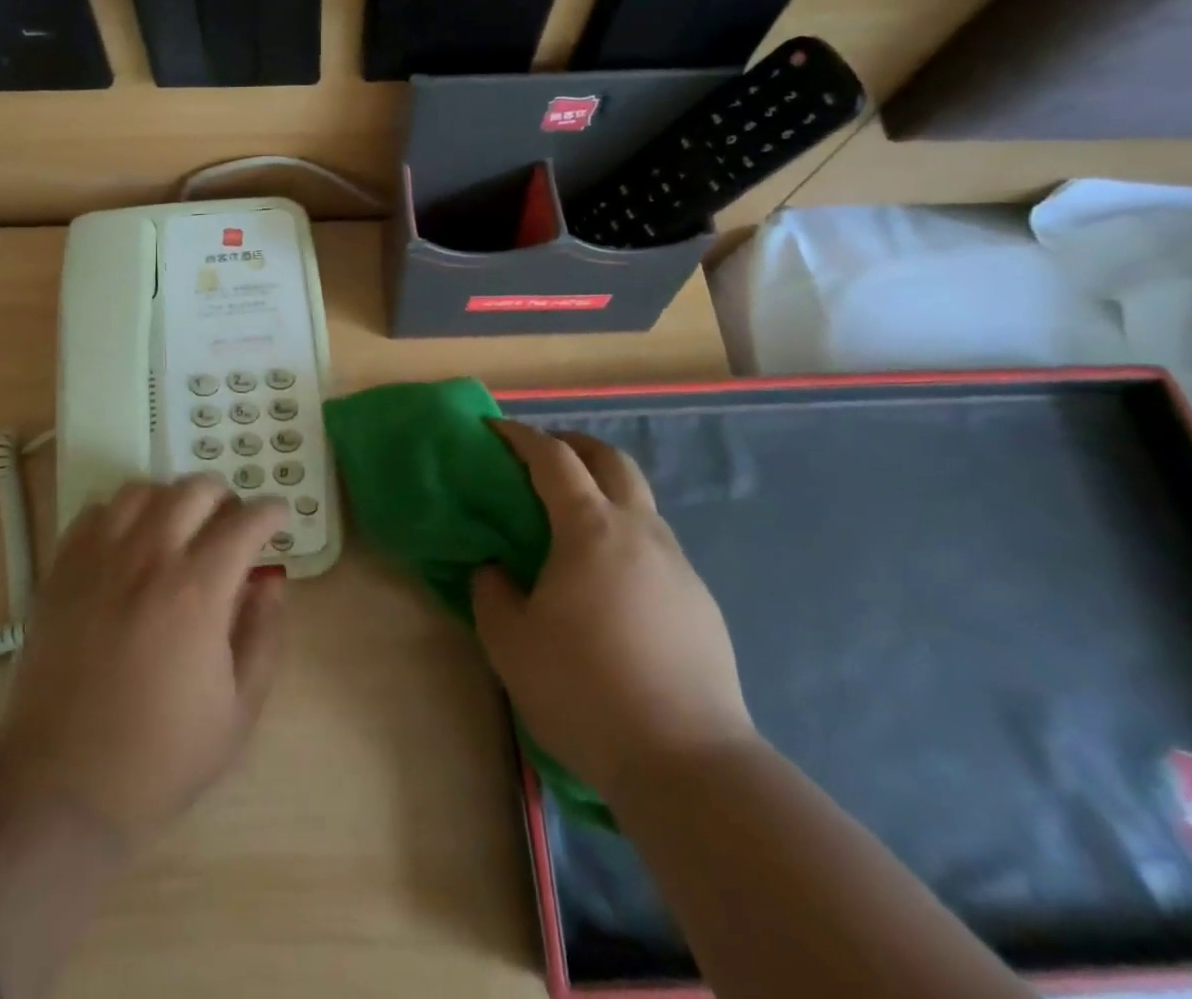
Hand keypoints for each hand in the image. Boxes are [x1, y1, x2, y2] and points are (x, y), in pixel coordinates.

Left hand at [0, 476, 288, 848]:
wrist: (60, 789)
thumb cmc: (160, 757)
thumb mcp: (238, 711)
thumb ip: (264, 636)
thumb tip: (273, 583)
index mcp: (197, 592)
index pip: (245, 523)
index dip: (270, 512)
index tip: (278, 517)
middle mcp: (148, 559)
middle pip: (194, 490)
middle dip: (224, 497)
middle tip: (230, 524)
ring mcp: (97, 560)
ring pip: (141, 490)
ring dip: (171, 499)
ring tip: (179, 527)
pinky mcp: (60, 572)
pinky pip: (93, 513)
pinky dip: (120, 514)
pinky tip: (128, 543)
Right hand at [471, 420, 753, 794]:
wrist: (687, 762)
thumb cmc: (584, 689)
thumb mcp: (510, 641)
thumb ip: (491, 591)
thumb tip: (494, 568)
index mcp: (590, 529)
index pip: (554, 459)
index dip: (521, 437)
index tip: (495, 429)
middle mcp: (640, 530)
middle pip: (611, 460)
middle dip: (574, 444)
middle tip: (543, 454)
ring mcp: (678, 564)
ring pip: (640, 501)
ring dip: (604, 489)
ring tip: (573, 520)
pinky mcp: (700, 600)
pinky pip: (656, 545)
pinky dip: (625, 534)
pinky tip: (608, 579)